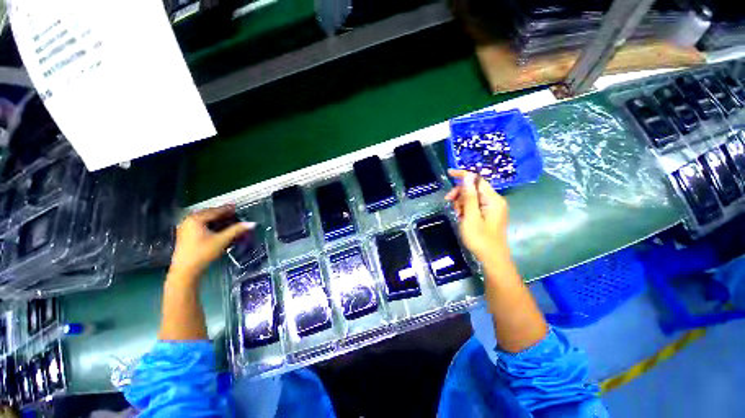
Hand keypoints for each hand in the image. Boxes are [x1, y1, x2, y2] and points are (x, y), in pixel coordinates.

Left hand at [168, 205, 253, 284]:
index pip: (215, 211)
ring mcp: (185, 228)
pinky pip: (199, 224)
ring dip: (215, 218)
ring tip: (225, 218)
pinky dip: (209, 223)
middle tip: (232, 212)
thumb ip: (236, 230)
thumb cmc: (203, 253)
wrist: (185, 270)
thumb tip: (251, 223)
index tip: (236, 206)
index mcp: (196, 219)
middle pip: (208, 213)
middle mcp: (188, 221)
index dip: (227, 208)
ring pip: (203, 219)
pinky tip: (215, 226)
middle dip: (220, 212)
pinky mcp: (184, 235)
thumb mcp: (222, 240)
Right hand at [445, 169, 509, 263]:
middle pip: (474, 188)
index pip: (477, 180)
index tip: (449, 173)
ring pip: (473, 198)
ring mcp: (493, 208)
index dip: (463, 175)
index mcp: (493, 199)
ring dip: (462, 203)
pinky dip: (466, 209)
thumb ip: (469, 196)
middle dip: (460, 193)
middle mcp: (495, 201)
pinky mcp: (489, 215)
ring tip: (457, 214)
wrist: (492, 259)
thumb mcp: (471, 217)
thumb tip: (468, 176)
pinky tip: (462, 217)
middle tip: (449, 202)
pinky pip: (475, 206)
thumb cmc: (480, 238)